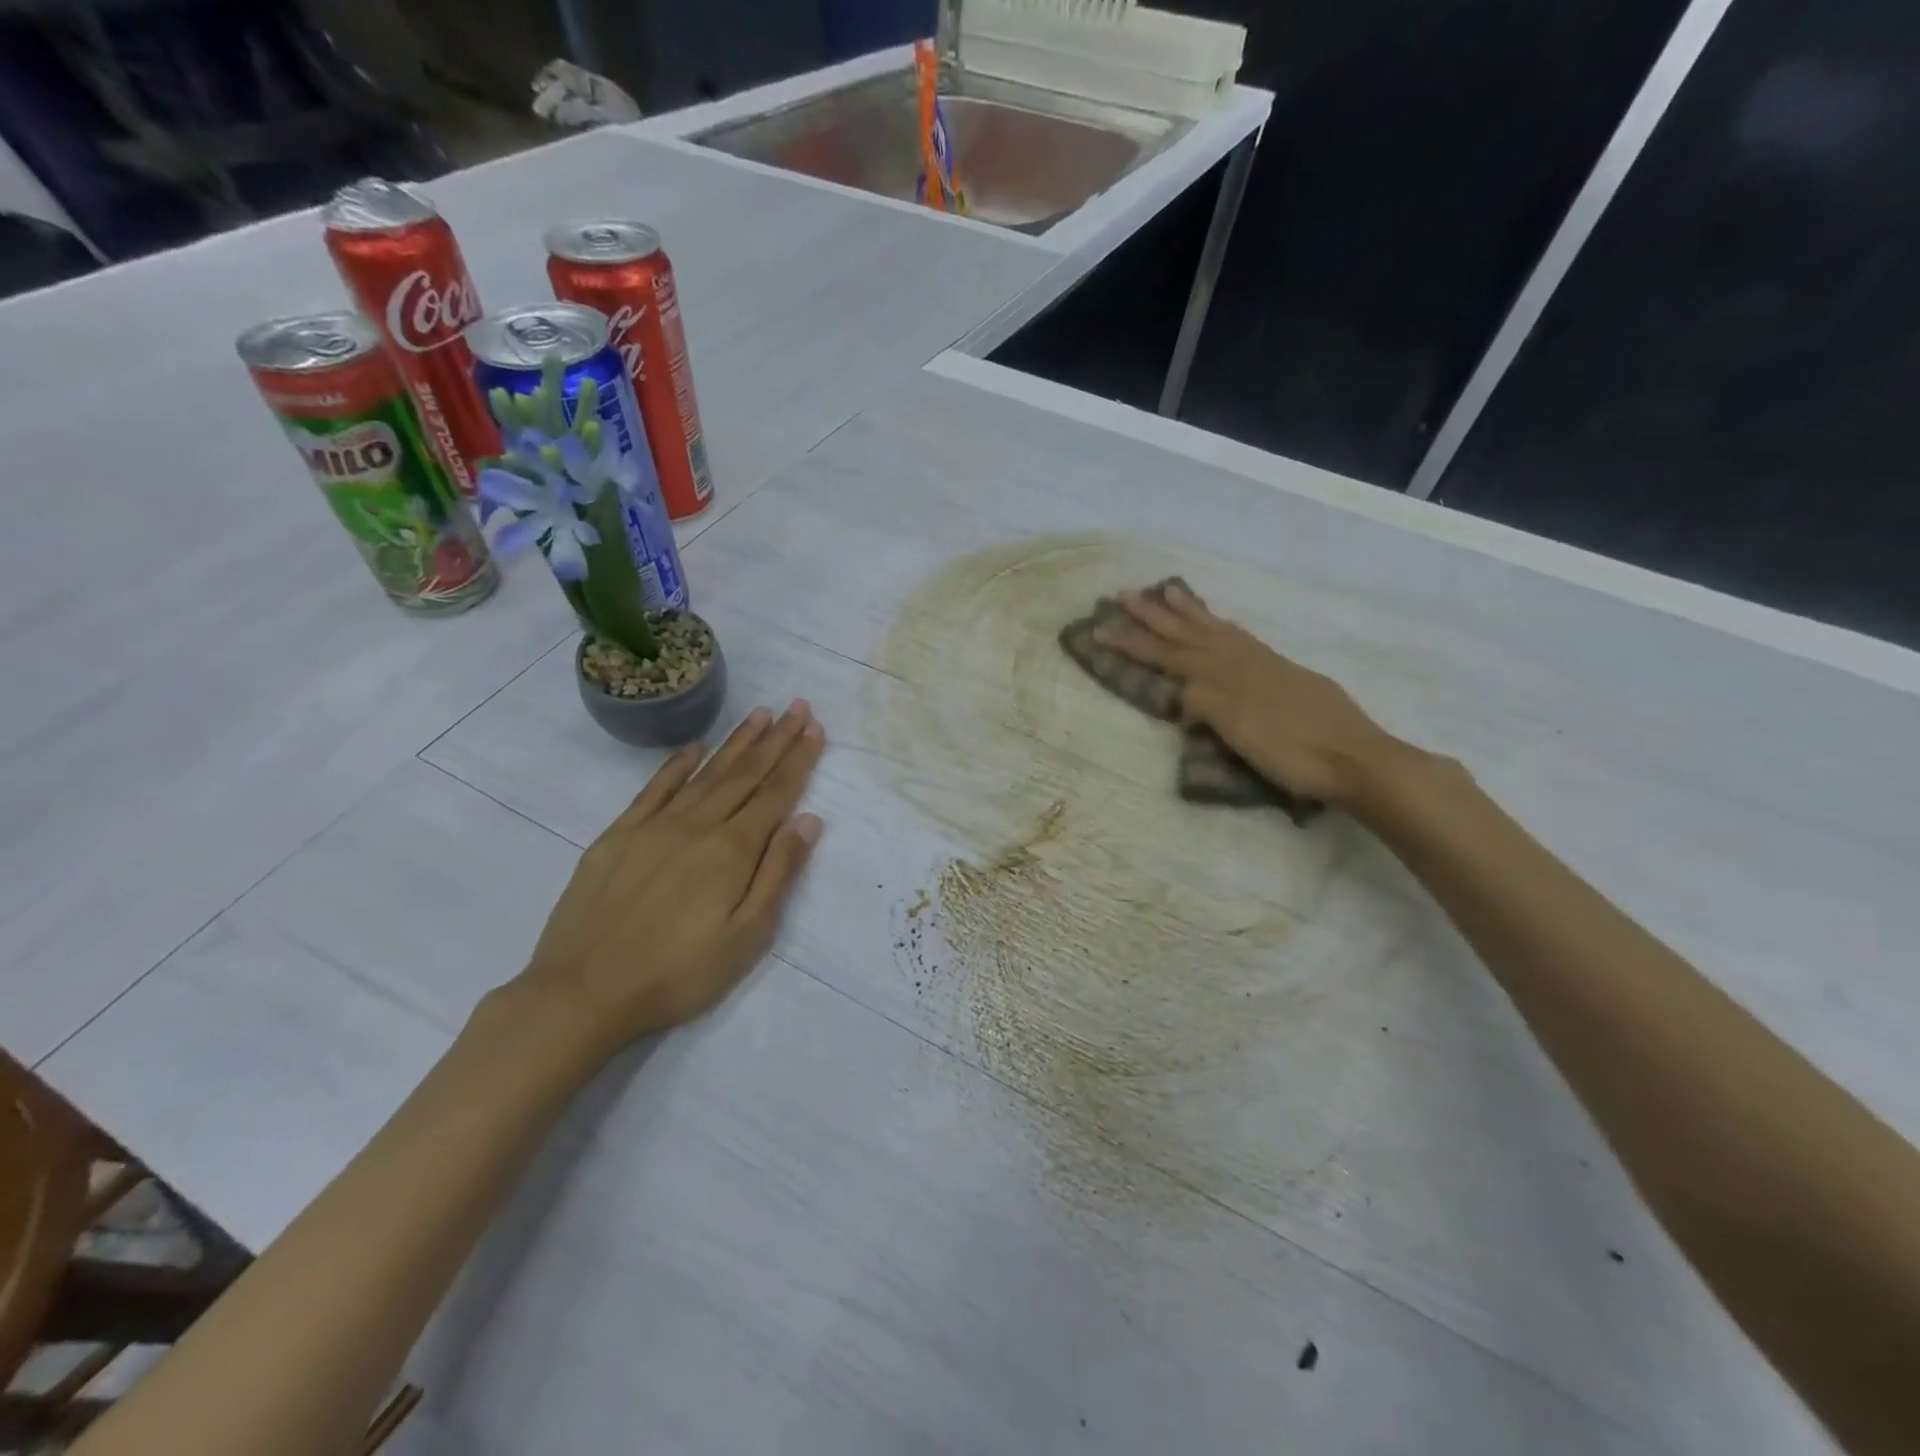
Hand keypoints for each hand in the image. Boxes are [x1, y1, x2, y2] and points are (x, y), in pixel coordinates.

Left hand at [517, 700, 825, 1053]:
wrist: (581, 993)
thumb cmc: (677, 974)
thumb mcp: (745, 937)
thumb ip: (778, 873)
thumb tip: (808, 820)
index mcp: (731, 850)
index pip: (775, 794)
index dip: (798, 760)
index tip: (815, 728)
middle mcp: (696, 826)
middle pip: (744, 774)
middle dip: (776, 740)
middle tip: (797, 707)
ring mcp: (653, 827)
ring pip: (705, 774)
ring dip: (736, 743)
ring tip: (760, 715)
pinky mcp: (617, 836)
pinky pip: (654, 789)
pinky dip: (676, 765)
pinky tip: (694, 748)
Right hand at [1095, 582, 1403, 808]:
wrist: (1357, 757)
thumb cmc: (1292, 754)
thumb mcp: (1239, 733)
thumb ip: (1206, 704)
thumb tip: (1182, 690)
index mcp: (1223, 676)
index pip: (1167, 655)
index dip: (1132, 643)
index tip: (1098, 630)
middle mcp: (1240, 660)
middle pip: (1187, 633)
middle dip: (1153, 615)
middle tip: (1124, 594)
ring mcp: (1264, 663)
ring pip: (1216, 628)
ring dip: (1188, 611)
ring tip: (1168, 590)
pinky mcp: (1284, 671)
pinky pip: (1242, 637)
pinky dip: (1223, 626)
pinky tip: (1223, 624)